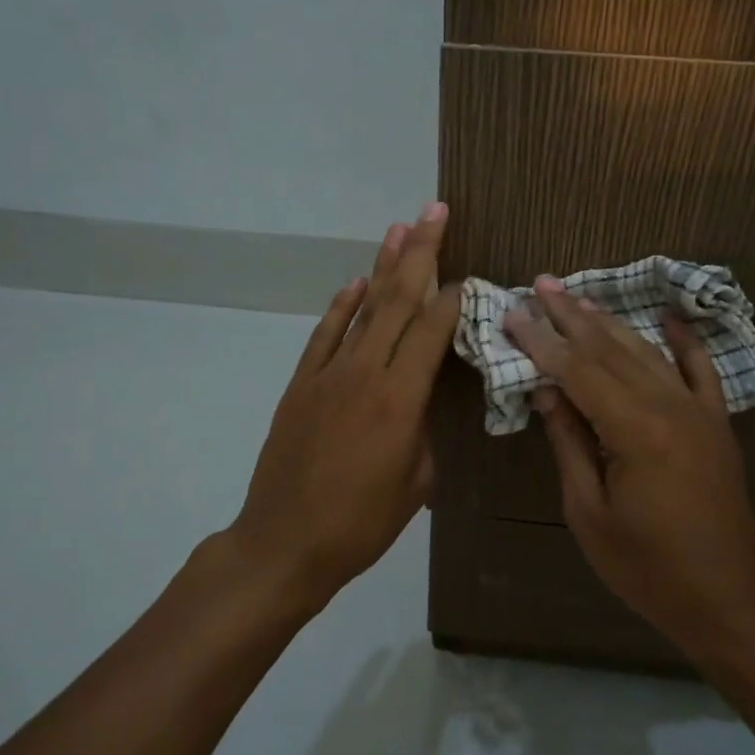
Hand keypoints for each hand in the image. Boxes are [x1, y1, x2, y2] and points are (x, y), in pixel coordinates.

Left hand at [227, 204, 460, 606]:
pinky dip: (341, 305)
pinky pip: (325, 334)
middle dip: (420, 252)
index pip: (431, 330)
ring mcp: (327, 374)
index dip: (452, 298)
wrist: (285, 543)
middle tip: (436, 212)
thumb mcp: (416, 483)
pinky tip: (355, 282)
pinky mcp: (301, 384)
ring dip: (382, 266)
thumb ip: (424, 430)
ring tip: (400, 228)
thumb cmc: (361, 523)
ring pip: (361, 308)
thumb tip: (421, 400)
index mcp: (399, 400)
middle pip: (396, 301)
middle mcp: (364, 373)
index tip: (470, 274)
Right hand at [505, 277, 754, 652]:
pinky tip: (669, 317)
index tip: (514, 313)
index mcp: (634, 431)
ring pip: (648, 353)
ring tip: (580, 298)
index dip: (541, 341)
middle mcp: (669, 407)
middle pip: (611, 351)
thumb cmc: (646, 568)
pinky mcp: (718, 424)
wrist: (726, 600)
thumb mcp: (589, 512)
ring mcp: (699, 412)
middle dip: (572, 317)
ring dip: (612, 323)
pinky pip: (701, 371)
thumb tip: (546, 391)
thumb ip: (569, 443)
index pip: (577, 371)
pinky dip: (685, 342)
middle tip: (543, 284)